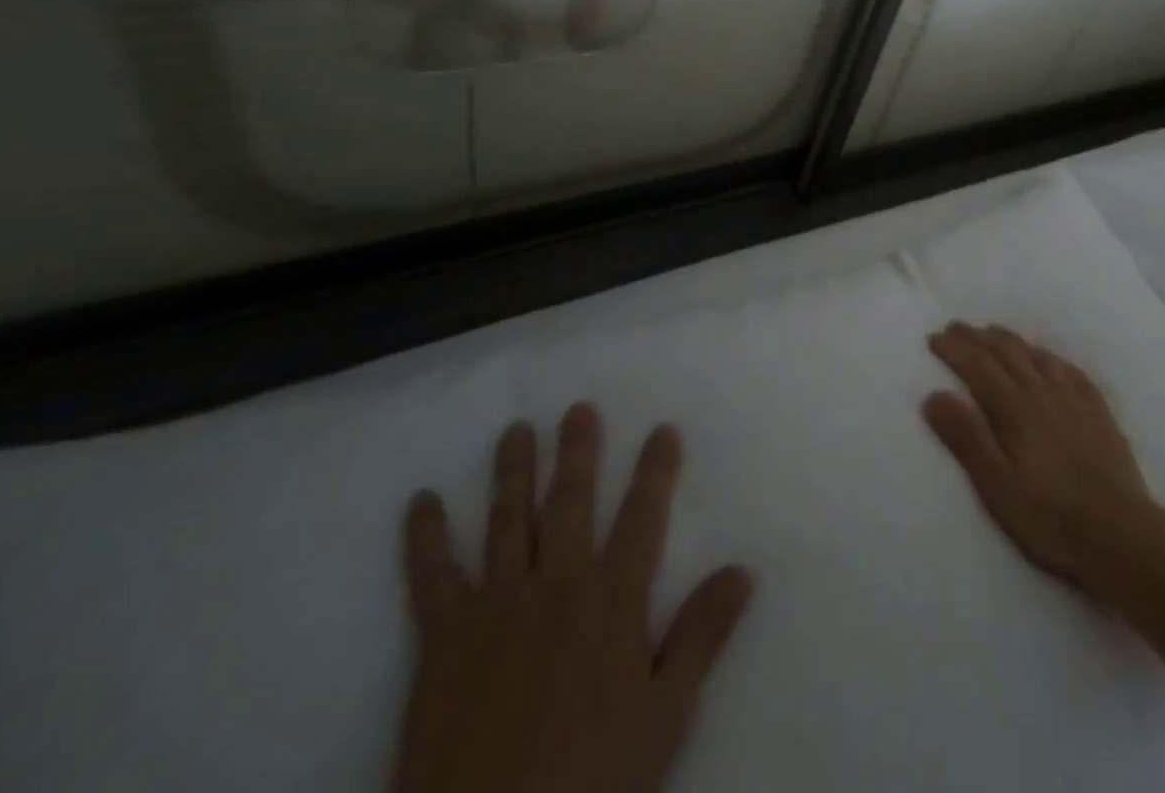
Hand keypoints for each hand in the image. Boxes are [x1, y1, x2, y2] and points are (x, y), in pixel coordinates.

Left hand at [392, 406, 752, 792]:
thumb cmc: (592, 779)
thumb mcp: (664, 715)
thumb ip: (702, 636)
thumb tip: (743, 570)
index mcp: (612, 599)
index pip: (643, 516)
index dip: (656, 470)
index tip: (663, 430)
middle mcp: (556, 583)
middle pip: (570, 501)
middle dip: (578, 451)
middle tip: (578, 408)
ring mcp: (496, 604)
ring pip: (508, 519)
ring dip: (513, 470)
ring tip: (517, 430)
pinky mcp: (443, 638)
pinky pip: (431, 576)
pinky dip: (424, 537)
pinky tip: (422, 501)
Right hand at [924, 323, 1150, 591]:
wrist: (1120, 534)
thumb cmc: (1048, 515)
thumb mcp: (996, 485)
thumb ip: (966, 437)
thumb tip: (934, 395)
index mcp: (1014, 408)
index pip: (978, 365)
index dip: (954, 349)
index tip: (934, 338)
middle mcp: (1042, 392)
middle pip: (1005, 353)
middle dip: (976, 338)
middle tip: (955, 328)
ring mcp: (1073, 398)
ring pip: (1036, 355)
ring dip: (1009, 340)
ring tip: (992, 333)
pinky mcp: (1098, 411)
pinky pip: (1069, 369)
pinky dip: (1048, 356)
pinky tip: (1046, 358)